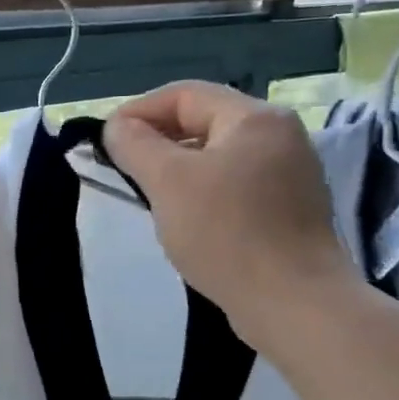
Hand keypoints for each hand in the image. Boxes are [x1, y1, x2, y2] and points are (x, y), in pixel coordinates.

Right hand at [103, 82, 355, 350]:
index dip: (138, 111)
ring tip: (147, 194)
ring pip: (218, 156)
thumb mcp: (168, 182)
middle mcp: (280, 136)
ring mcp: (290, 175)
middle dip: (157, 140)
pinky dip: (203, 192)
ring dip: (178, 169)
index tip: (105, 141)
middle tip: (122, 167)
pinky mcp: (290, 210)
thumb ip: (135, 145)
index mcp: (256, 118)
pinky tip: (185, 219)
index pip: (184, 95)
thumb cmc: (227, 234)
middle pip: (204, 121)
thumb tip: (117, 127)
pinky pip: (235, 186)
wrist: (294, 304)